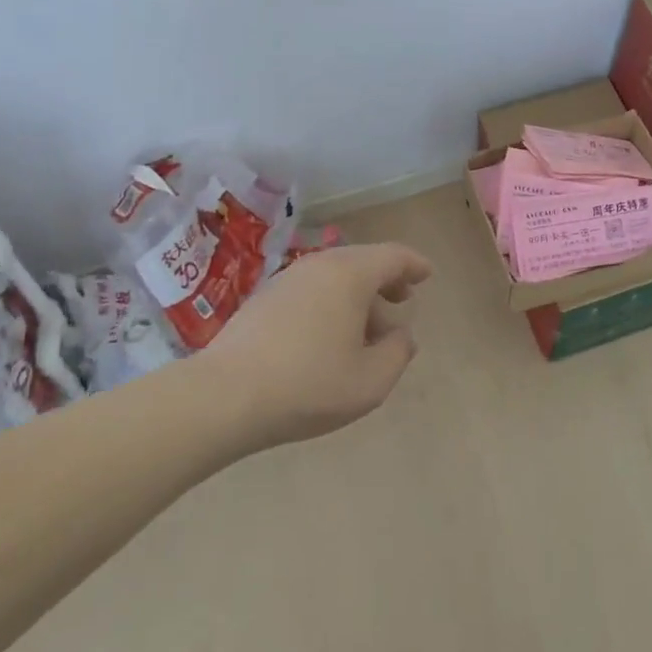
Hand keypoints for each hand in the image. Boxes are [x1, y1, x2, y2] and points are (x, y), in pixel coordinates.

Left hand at [203, 242, 431, 447]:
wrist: (224, 396)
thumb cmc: (308, 385)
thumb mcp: (370, 382)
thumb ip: (397, 354)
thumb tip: (402, 336)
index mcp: (350, 274)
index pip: (393, 256)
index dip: (414, 264)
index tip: (427, 274)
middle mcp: (320, 265)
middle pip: (363, 261)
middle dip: (387, 279)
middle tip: (402, 299)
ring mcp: (288, 278)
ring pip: (335, 275)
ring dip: (358, 294)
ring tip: (368, 328)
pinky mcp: (265, 298)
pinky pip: (312, 288)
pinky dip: (331, 302)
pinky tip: (329, 336)